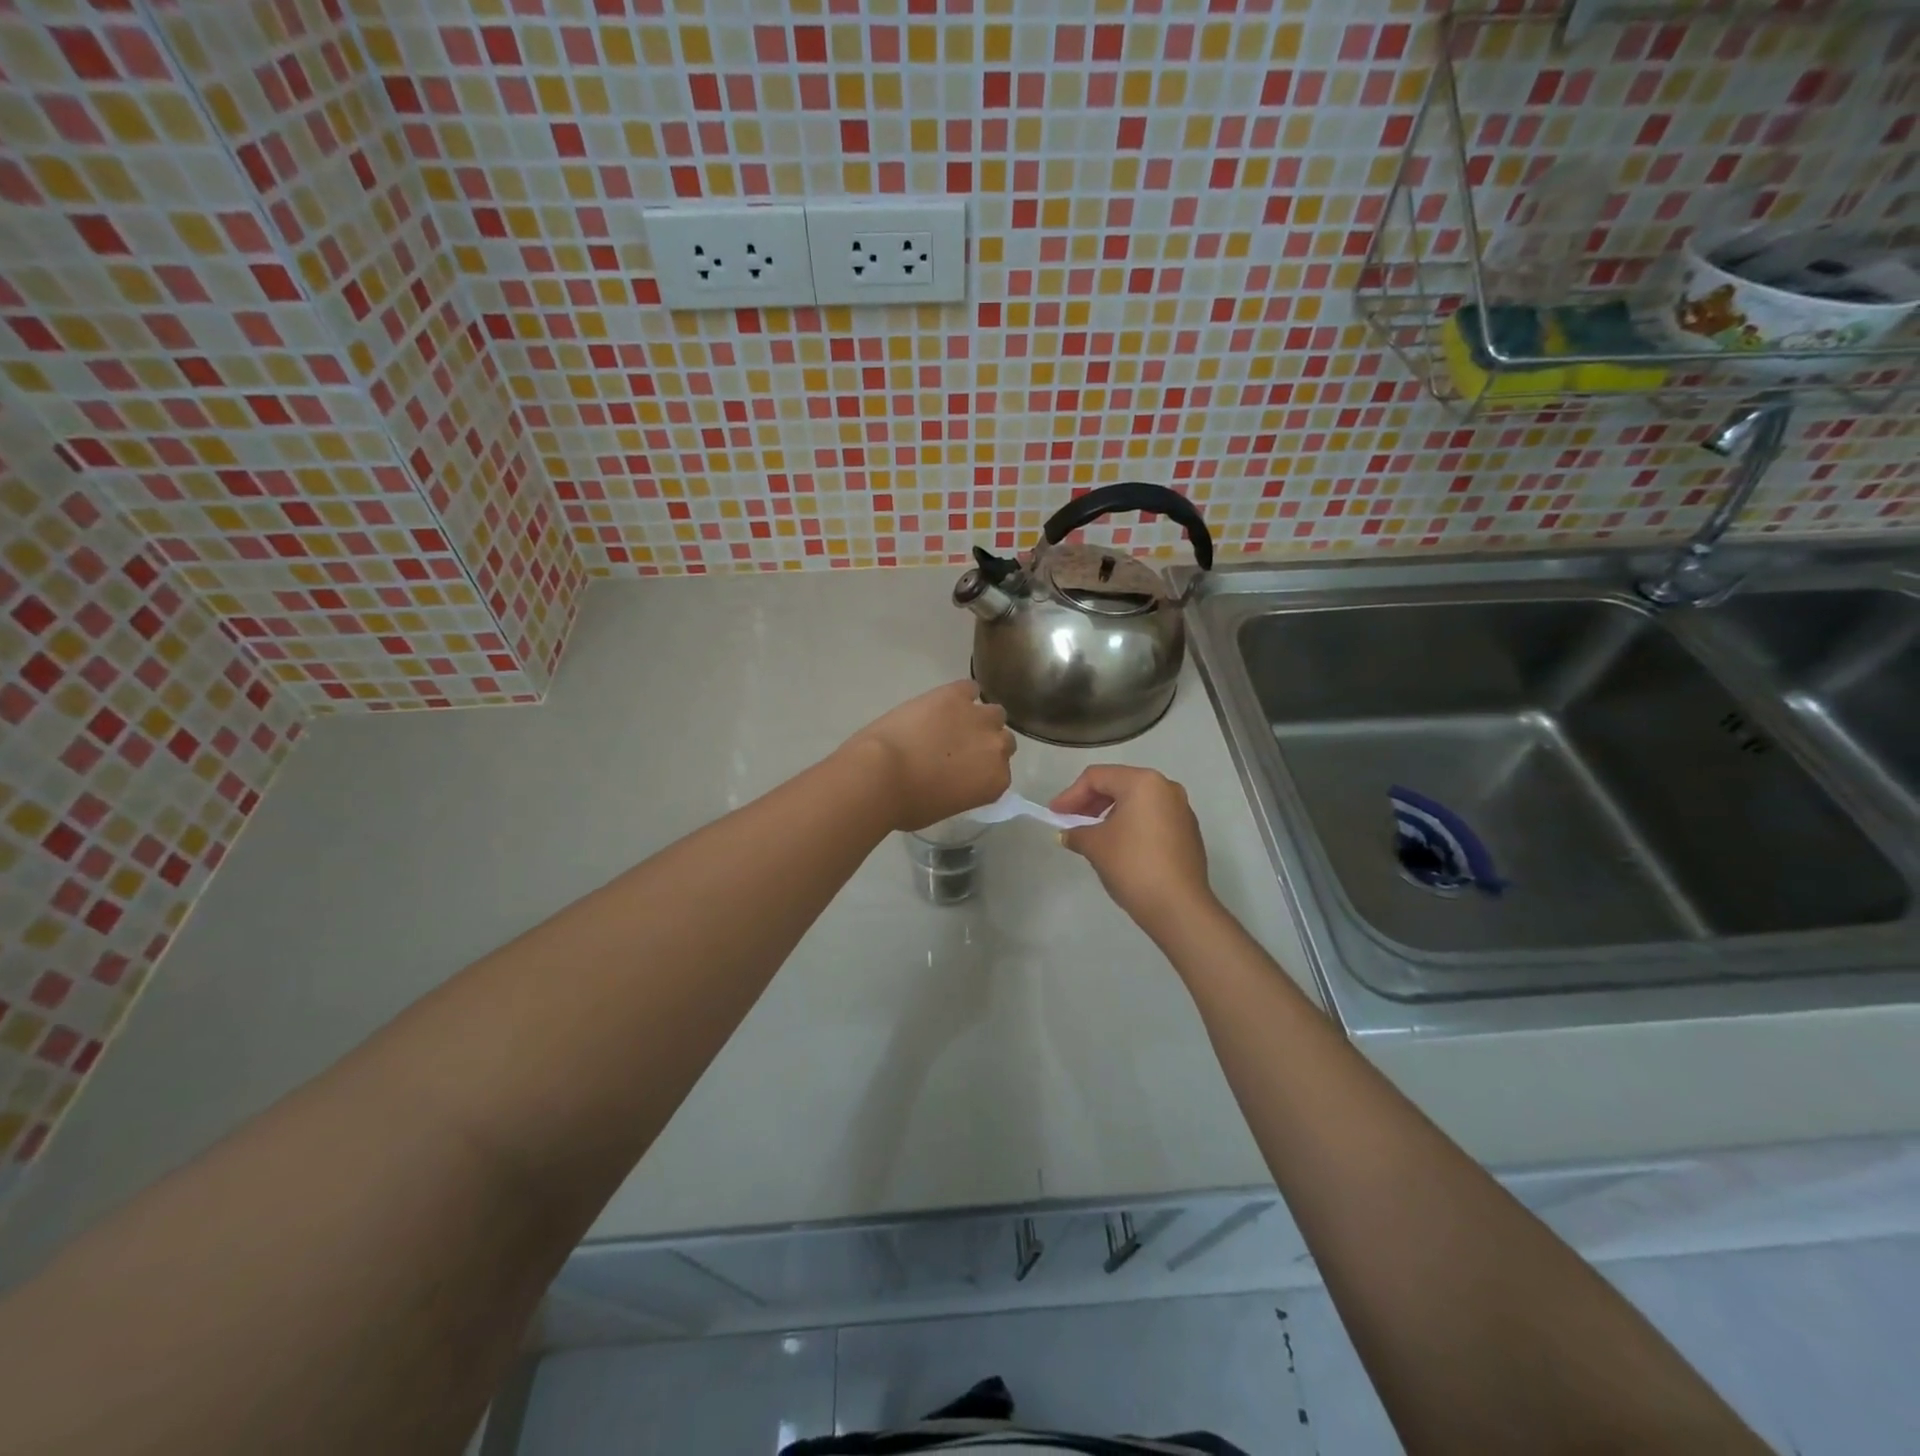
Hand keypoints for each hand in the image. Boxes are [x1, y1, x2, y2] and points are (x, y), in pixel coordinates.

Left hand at [843, 681, 1015, 831]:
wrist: (882, 774)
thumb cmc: (908, 803)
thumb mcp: (945, 807)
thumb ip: (963, 789)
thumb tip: (954, 778)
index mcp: (995, 781)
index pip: (1000, 771)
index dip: (982, 768)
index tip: (966, 771)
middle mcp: (996, 747)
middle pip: (1003, 739)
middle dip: (985, 743)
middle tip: (959, 748)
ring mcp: (978, 717)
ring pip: (993, 713)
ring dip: (977, 718)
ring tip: (952, 723)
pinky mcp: (955, 695)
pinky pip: (969, 688)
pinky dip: (960, 695)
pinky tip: (943, 703)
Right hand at [1050, 764, 1215, 936]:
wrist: (1178, 906)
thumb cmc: (1132, 865)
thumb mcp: (1095, 845)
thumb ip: (1077, 832)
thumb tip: (1070, 834)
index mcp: (1143, 782)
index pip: (1097, 777)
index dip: (1070, 795)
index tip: (1054, 815)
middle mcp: (1166, 788)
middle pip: (1119, 785)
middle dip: (1090, 803)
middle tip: (1070, 822)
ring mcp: (1181, 810)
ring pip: (1136, 802)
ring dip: (1110, 815)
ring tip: (1092, 836)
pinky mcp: (1188, 832)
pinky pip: (1152, 819)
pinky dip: (1130, 826)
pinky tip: (1118, 847)